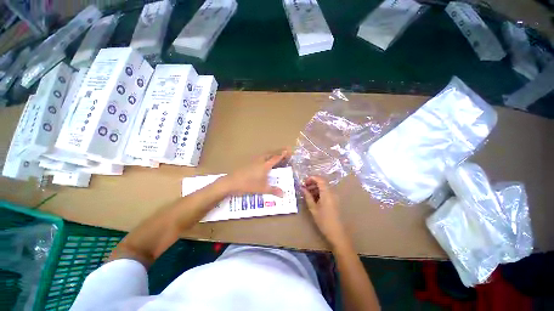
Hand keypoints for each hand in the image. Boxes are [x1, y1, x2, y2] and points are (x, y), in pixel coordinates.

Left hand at [222, 148, 290, 196]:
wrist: (232, 182)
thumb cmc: (248, 185)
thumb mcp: (262, 189)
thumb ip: (273, 190)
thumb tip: (283, 194)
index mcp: (265, 165)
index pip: (276, 158)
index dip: (282, 154)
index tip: (289, 150)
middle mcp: (259, 161)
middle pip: (270, 153)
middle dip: (278, 151)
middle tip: (285, 150)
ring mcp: (252, 161)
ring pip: (264, 154)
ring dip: (271, 153)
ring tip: (276, 154)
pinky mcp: (247, 163)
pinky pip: (259, 157)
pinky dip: (265, 157)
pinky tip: (263, 160)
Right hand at [301, 176, 348, 248]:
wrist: (336, 231)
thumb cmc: (323, 221)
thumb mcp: (313, 209)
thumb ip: (308, 197)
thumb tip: (303, 188)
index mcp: (327, 193)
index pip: (320, 179)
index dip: (311, 178)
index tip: (304, 182)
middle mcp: (332, 192)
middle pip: (323, 183)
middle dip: (313, 183)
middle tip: (304, 188)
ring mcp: (335, 196)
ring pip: (325, 188)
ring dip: (316, 188)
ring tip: (308, 195)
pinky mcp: (336, 201)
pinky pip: (328, 193)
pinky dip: (321, 193)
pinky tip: (315, 200)